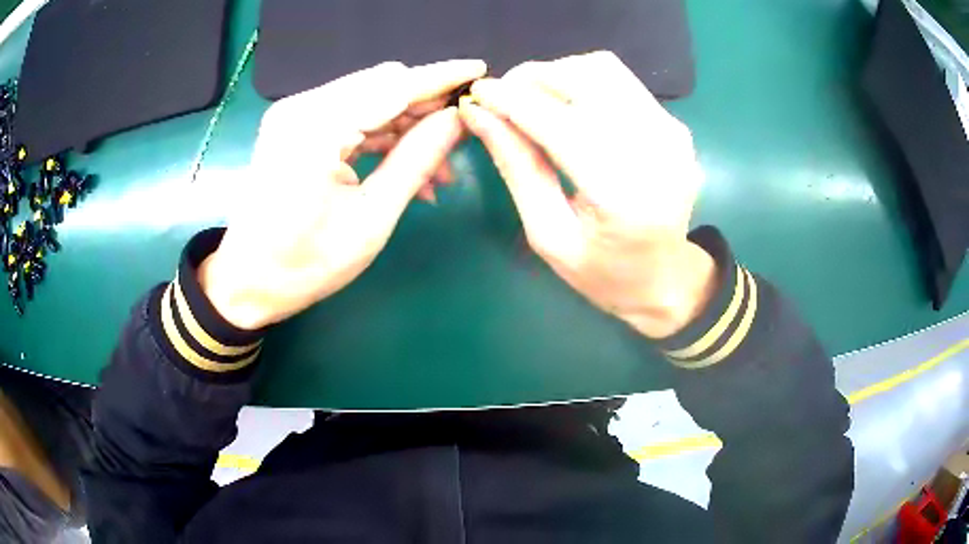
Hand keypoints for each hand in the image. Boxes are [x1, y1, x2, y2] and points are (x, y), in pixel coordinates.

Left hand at [200, 59, 486, 328]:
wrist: (247, 281)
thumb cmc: (305, 265)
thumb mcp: (371, 220)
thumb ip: (416, 161)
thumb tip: (457, 120)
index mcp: (316, 128)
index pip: (392, 87)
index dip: (440, 77)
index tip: (479, 68)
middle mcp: (302, 108)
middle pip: (381, 86)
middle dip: (426, 106)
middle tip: (463, 134)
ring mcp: (296, 115)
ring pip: (369, 101)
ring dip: (407, 126)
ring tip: (440, 168)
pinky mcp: (296, 126)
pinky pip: (351, 117)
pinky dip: (382, 136)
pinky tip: (406, 166)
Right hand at [459, 52, 715, 338]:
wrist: (665, 278)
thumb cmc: (602, 272)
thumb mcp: (547, 234)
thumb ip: (516, 168)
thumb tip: (478, 114)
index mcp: (623, 196)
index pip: (559, 124)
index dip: (512, 101)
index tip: (477, 93)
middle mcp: (657, 153)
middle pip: (585, 80)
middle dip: (532, 78)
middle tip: (502, 98)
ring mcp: (673, 135)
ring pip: (603, 69)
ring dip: (558, 74)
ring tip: (533, 100)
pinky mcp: (675, 125)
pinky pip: (621, 80)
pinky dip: (584, 81)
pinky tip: (568, 105)